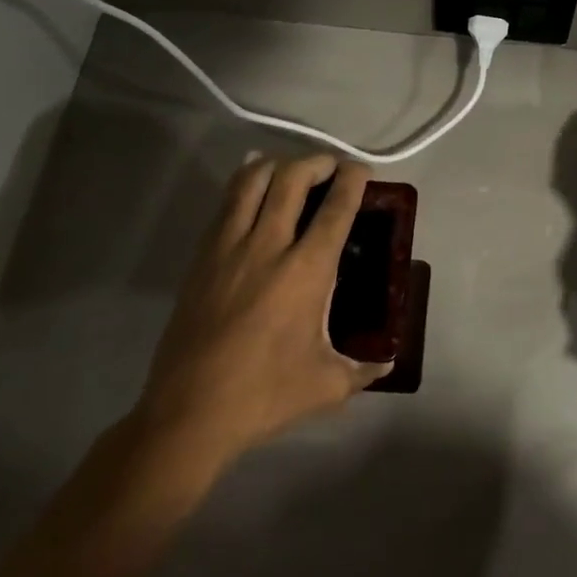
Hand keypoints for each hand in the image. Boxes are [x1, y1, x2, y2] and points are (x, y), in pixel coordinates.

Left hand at [135, 154, 391, 463]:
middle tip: (330, 167)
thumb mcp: (328, 386)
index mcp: (306, 272)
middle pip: (291, 179)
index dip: (352, 181)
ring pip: (251, 182)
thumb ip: (364, 370)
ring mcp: (228, 249)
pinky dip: (244, 184)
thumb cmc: (265, 396)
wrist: (188, 414)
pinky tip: (253, 187)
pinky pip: (225, 205)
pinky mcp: (201, 259)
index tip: (362, 170)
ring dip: (277, 165)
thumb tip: (387, 363)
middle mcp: (268, 247)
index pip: (335, 209)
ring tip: (293, 170)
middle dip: (316, 162)